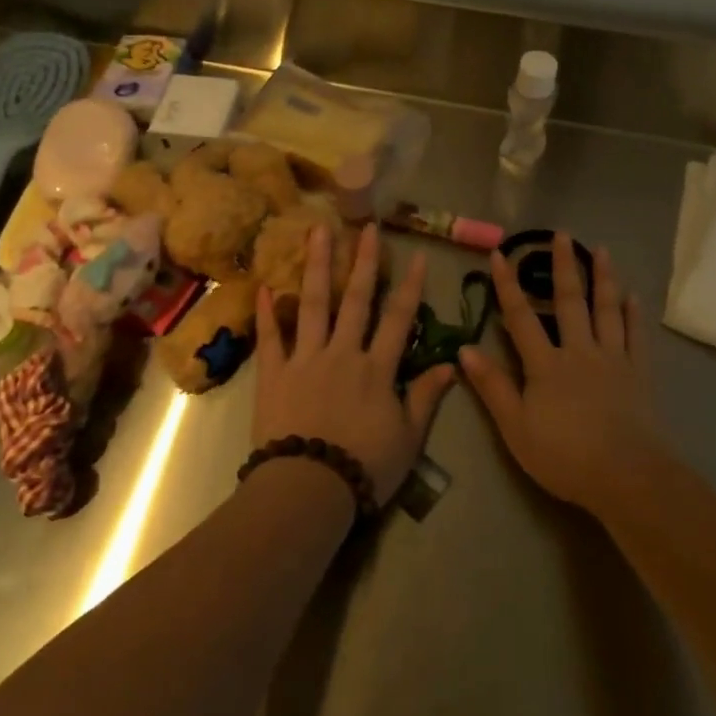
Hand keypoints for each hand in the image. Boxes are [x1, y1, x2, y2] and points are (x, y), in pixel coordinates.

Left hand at [252, 222, 453, 503]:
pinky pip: (271, 338)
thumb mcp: (408, 438)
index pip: (398, 319)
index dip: (410, 286)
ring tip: (317, 230)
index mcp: (377, 368)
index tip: (417, 255)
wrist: (309, 489)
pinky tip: (264, 286)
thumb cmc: (365, 467)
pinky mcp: (274, 374)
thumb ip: (426, 397)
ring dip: (318, 266)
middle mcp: (343, 353)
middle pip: (356, 300)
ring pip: (313, 304)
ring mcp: (306, 359)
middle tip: (366, 226)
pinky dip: (266, 313)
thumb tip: (451, 364)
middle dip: (363, 261)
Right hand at [460, 232, 664, 512]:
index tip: (501, 253)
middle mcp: (579, 351)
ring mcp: (612, 359)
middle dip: (562, 266)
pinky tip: (634, 297)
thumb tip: (465, 348)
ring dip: (603, 278)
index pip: (521, 316)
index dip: (508, 285)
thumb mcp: (516, 427)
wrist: (627, 477)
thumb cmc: (564, 456)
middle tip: (561, 234)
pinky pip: (635, 336)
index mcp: (545, 364)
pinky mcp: (639, 374)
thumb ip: (492, 386)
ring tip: (601, 250)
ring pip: (606, 310)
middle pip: (568, 301)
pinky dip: (634, 315)